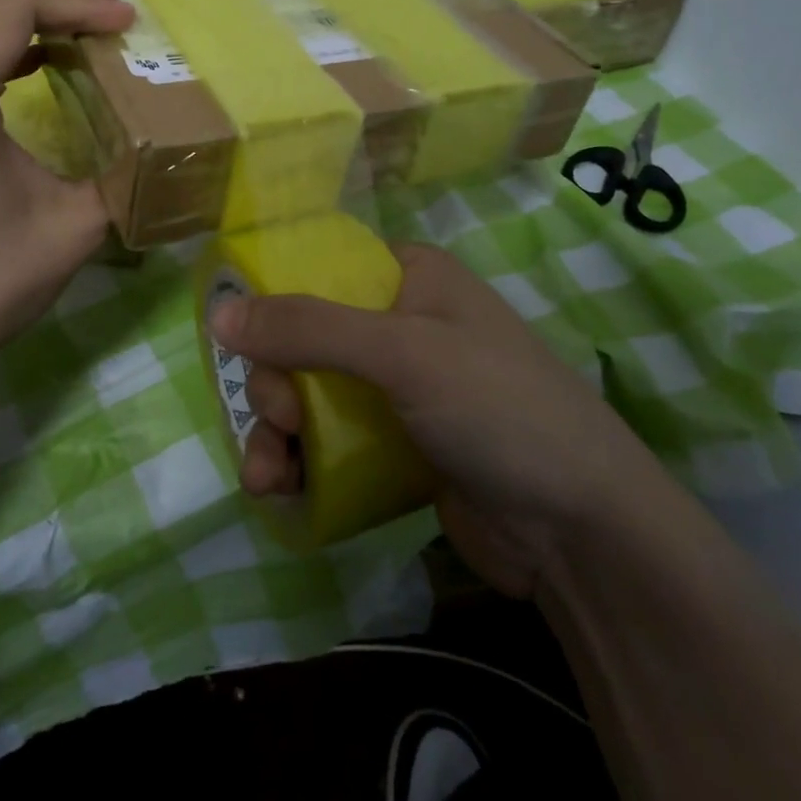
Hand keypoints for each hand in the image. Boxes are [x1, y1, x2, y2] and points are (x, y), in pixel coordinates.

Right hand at [209, 244, 661, 597]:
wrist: (581, 531)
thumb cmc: (497, 408)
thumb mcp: (402, 354)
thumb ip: (309, 330)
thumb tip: (219, 315)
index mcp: (409, 277)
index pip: (321, 269)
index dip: (275, 301)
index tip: (244, 343)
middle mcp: (400, 324)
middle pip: (306, 340)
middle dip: (277, 384)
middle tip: (283, 420)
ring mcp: (399, 389)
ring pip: (311, 396)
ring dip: (277, 433)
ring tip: (266, 477)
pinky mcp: (397, 446)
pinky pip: (330, 442)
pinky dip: (300, 464)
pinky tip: (279, 492)